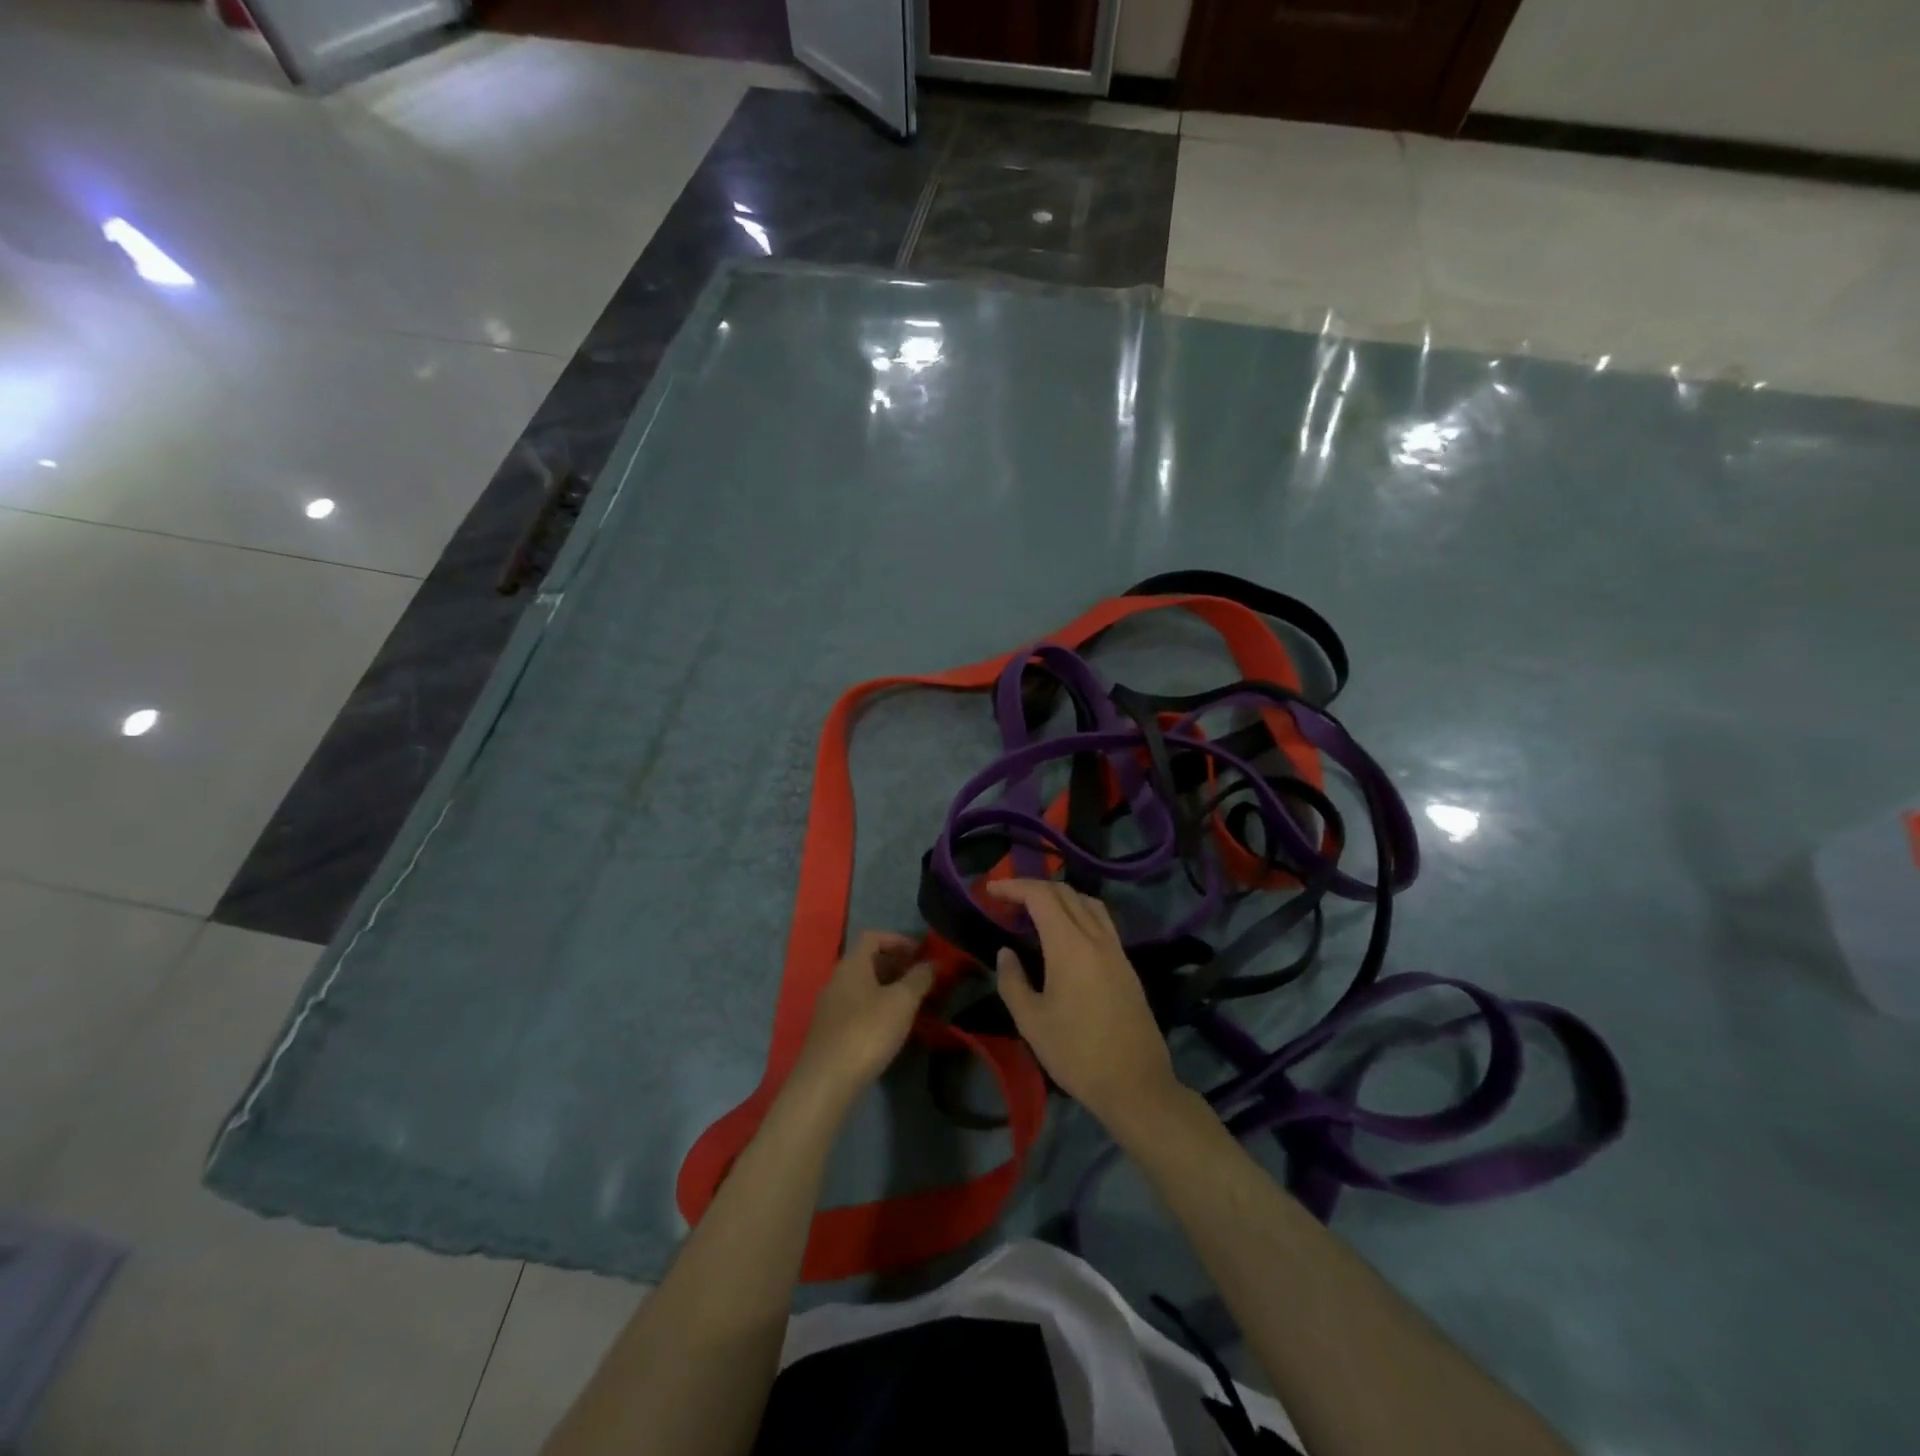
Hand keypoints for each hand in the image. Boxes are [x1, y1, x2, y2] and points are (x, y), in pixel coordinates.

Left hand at [788, 932, 935, 1109]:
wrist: (826, 1081)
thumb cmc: (867, 1031)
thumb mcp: (902, 1002)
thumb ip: (919, 978)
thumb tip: (932, 963)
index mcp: (852, 965)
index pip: (873, 937)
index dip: (898, 940)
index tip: (921, 953)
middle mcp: (837, 980)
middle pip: (869, 961)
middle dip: (897, 966)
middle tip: (922, 978)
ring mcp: (831, 1007)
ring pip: (864, 987)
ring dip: (889, 989)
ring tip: (913, 1003)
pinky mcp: (830, 1031)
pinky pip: (858, 1008)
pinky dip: (878, 1008)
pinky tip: (892, 1027)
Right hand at [988, 879, 1182, 1134]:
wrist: (1136, 1085)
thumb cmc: (1077, 1054)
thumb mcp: (1031, 1022)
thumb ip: (1012, 981)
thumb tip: (1006, 952)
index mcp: (1070, 946)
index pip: (1041, 897)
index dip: (1014, 886)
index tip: (990, 889)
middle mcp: (1096, 938)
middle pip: (1065, 892)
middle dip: (1033, 887)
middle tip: (1007, 898)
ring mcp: (1116, 950)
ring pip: (1088, 902)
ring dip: (1059, 896)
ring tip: (1035, 910)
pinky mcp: (1126, 965)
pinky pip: (1101, 921)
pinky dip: (1078, 912)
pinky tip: (1065, 933)